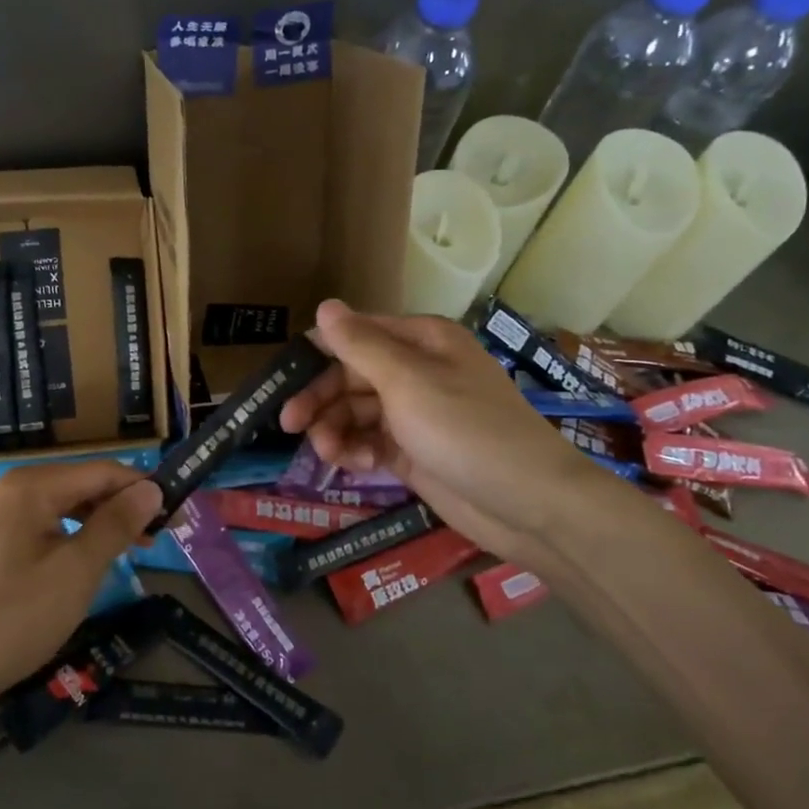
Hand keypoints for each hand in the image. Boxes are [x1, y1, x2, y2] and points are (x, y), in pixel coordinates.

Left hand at [0, 462, 160, 721]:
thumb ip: (115, 525)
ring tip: (133, 549)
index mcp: (32, 487)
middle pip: (83, 486)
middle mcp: (14, 491)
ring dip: (102, 524)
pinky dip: (75, 540)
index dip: (144, 489)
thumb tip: (151, 489)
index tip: (178, 514)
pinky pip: (46, 529)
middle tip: (161, 537)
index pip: (103, 472)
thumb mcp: (76, 571)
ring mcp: (0, 519)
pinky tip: (90, 563)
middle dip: (124, 506)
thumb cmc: (14, 618)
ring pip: (65, 509)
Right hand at [279, 300, 604, 557]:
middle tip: (290, 424)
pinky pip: (369, 441)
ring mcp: (414, 413)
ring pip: (355, 411)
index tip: (282, 378)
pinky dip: (356, 451)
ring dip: (335, 429)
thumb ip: (361, 345)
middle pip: (350, 375)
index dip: (318, 353)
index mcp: (421, 341)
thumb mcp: (407, 381)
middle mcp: (416, 371)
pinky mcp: (412, 451)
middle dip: (320, 398)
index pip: (355, 334)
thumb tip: (325, 305)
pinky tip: (356, 465)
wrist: (526, 503)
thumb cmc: (465, 429)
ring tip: (329, 453)